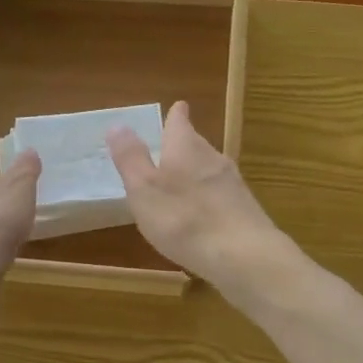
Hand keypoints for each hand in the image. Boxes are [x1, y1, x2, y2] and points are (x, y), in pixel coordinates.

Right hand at [105, 101, 291, 295]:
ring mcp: (233, 185)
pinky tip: (202, 213)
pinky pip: (220, 195)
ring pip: (210, 169)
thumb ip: (131, 158)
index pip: (180, 122)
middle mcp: (213, 158)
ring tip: (182, 178)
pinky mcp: (244, 211)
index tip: (178, 106)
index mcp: (185, 148)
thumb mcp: (144, 189)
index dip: (176, 115)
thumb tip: (118, 124)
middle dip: (184, 143)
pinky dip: (208, 197)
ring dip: (196, 171)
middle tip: (171, 144)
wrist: (243, 256)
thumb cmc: (184, 218)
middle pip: (196, 144)